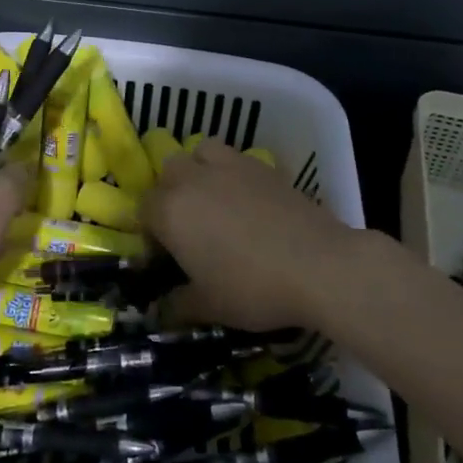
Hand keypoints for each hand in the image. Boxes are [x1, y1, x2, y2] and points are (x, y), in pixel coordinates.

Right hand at [142, 137, 358, 331]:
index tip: (166, 259)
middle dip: (170, 194)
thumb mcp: (209, 307)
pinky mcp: (262, 166)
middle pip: (168, 172)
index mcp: (170, 211)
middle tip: (188, 227)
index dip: (150, 235)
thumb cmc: (253, 288)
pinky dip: (231, 171)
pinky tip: (246, 199)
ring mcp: (229, 166)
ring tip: (213, 199)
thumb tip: (159, 310)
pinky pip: (234, 158)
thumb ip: (177, 305)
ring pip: (199, 152)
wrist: (319, 265)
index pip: (143, 210)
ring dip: (198, 169)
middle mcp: (193, 179)